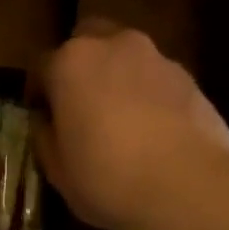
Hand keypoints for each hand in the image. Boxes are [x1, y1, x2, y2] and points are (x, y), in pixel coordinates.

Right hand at [31, 19, 228, 229]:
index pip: (41, 67)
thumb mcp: (58, 171)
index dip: (38, 94)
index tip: (41, 119)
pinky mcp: (190, 78)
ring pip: (126, 59)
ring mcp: (157, 58)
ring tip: (120, 123)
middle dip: (80, 68)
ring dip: (117, 80)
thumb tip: (47, 124)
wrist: (187, 187)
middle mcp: (113, 46)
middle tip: (79, 108)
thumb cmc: (106, 179)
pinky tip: (151, 133)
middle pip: (88, 42)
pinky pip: (156, 80)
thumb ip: (46, 138)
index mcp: (70, 63)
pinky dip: (148, 96)